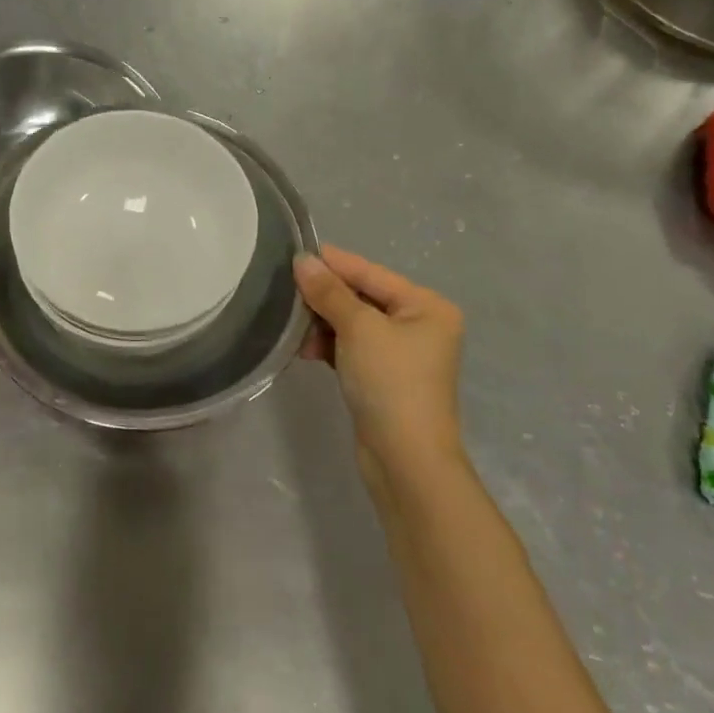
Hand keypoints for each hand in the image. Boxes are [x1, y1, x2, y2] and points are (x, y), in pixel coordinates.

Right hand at [294, 245, 465, 480]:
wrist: (406, 460)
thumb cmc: (390, 382)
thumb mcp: (358, 329)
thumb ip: (329, 292)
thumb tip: (303, 260)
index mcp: (427, 306)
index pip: (372, 273)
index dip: (334, 263)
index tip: (295, 252)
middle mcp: (420, 325)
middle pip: (363, 297)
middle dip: (325, 297)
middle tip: (286, 292)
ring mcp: (403, 354)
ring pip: (354, 324)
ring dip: (323, 323)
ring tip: (293, 328)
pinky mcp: (385, 378)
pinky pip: (352, 348)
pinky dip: (330, 346)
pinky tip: (306, 349)